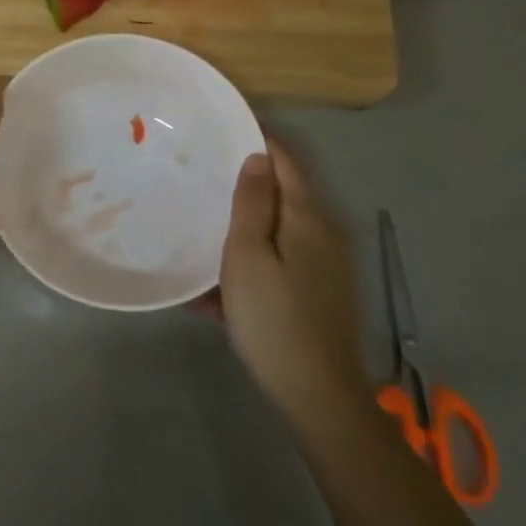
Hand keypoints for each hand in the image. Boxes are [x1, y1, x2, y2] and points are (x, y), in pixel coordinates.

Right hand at [217, 144, 369, 429]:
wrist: (316, 393)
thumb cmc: (273, 317)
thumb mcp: (248, 255)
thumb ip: (253, 204)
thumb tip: (258, 157)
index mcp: (307, 218)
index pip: (285, 163)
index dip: (259, 142)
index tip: (224, 131)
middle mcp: (323, 236)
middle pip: (283, 197)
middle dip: (246, 186)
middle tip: (202, 179)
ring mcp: (324, 268)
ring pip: (277, 234)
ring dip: (244, 230)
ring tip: (201, 231)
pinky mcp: (317, 296)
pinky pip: (279, 266)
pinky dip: (252, 266)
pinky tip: (215, 291)